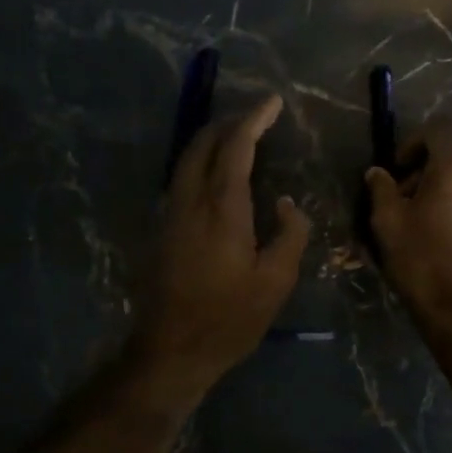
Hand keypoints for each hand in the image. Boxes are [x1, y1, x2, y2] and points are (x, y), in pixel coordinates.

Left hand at [131, 94, 311, 388]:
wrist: (170, 350)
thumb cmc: (228, 320)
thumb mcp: (275, 283)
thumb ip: (290, 235)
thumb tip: (288, 203)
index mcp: (221, 209)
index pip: (236, 147)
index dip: (254, 119)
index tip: (273, 102)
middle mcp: (190, 201)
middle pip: (203, 143)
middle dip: (230, 122)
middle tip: (258, 116)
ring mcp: (170, 213)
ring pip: (187, 158)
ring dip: (212, 139)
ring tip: (239, 136)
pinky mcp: (161, 228)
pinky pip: (182, 177)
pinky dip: (201, 161)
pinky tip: (217, 173)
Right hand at [364, 118, 451, 317]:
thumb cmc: (421, 261)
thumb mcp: (388, 222)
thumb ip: (382, 189)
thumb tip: (378, 173)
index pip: (439, 127)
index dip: (414, 140)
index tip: (398, 169)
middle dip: (433, 163)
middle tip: (410, 193)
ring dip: (451, 185)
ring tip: (430, 217)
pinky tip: (451, 236)